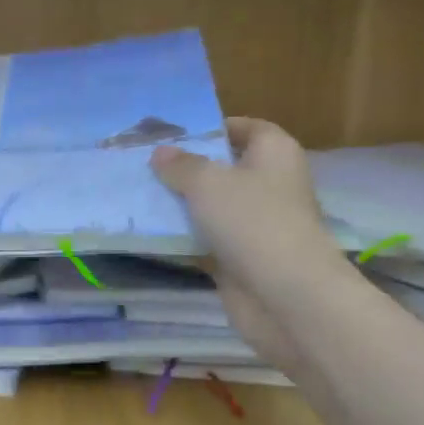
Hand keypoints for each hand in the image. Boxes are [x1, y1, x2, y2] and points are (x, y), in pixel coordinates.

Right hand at [151, 119, 349, 364]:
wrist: (285, 296)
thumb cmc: (252, 222)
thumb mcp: (207, 183)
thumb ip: (180, 165)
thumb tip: (161, 152)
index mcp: (274, 154)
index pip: (246, 128)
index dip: (214, 128)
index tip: (174, 134)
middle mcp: (270, 185)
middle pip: (224, 169)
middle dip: (187, 168)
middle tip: (144, 165)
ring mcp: (256, 225)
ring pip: (212, 208)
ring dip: (180, 206)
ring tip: (138, 196)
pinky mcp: (241, 259)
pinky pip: (206, 241)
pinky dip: (183, 239)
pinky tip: (148, 234)